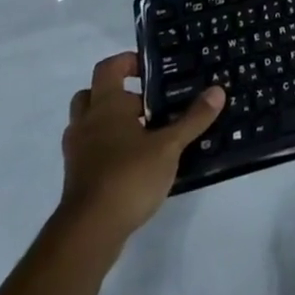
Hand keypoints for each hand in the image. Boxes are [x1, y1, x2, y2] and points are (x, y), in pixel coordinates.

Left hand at [59, 52, 221, 241]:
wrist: (89, 232)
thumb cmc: (129, 176)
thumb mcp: (169, 146)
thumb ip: (193, 119)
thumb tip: (218, 90)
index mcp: (105, 106)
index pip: (108, 68)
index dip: (127, 62)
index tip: (150, 68)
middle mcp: (86, 123)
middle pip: (92, 94)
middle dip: (116, 93)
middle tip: (146, 102)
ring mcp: (77, 152)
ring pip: (88, 124)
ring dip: (109, 122)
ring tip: (143, 132)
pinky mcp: (76, 178)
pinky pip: (90, 150)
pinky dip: (106, 148)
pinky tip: (134, 161)